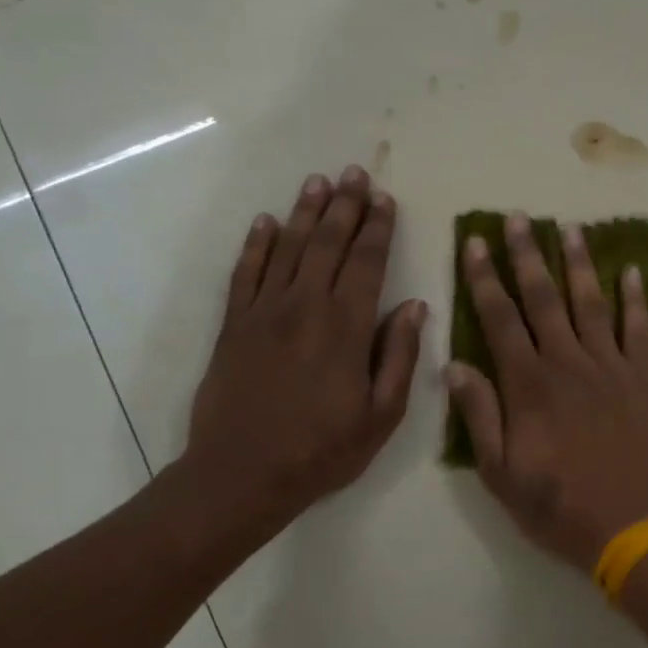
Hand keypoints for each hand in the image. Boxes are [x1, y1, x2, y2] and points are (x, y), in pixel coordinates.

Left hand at [168, 165, 425, 559]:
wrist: (241, 474)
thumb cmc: (322, 450)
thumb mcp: (382, 415)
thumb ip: (398, 356)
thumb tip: (414, 307)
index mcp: (346, 327)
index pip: (367, 263)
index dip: (378, 228)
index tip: (385, 199)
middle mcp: (305, 307)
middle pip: (328, 244)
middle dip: (345, 206)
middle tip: (355, 173)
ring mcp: (264, 312)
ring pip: (288, 248)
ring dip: (304, 212)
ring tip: (318, 182)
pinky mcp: (234, 325)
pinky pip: (245, 273)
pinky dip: (256, 244)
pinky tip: (265, 222)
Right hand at [445, 212, 647, 571]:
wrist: (635, 527)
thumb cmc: (560, 506)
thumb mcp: (502, 474)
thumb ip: (480, 416)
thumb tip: (454, 365)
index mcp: (529, 385)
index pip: (500, 318)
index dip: (485, 278)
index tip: (476, 242)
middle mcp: (569, 363)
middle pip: (544, 298)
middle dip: (527, 255)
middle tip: (518, 218)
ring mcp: (612, 367)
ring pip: (591, 303)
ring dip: (578, 264)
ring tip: (569, 228)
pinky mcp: (646, 379)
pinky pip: (641, 329)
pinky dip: (636, 299)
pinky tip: (631, 272)